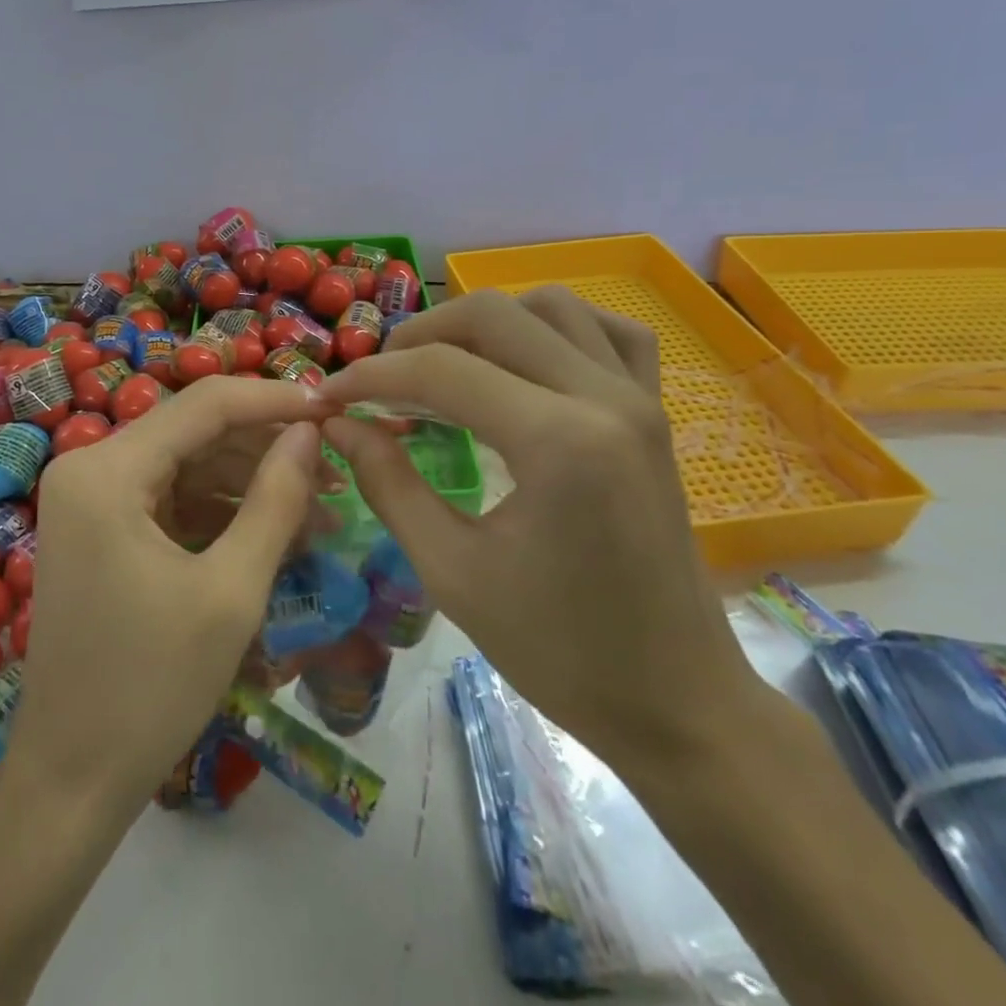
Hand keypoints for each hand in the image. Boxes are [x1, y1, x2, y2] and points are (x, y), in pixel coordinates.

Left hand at [8, 376, 328, 812]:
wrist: (72, 780)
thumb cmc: (152, 687)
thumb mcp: (232, 589)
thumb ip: (276, 499)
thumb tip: (311, 431)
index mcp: (106, 471)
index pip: (205, 404)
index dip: (274, 401)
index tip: (334, 411)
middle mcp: (89, 467)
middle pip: (195, 431)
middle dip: (267, 447)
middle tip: (335, 469)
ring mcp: (91, 499)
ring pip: (188, 463)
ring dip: (250, 482)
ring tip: (318, 509)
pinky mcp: (101, 529)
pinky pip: (172, 498)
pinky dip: (221, 510)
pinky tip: (274, 529)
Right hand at [319, 289, 763, 771]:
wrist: (676, 700)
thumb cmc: (560, 651)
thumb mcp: (453, 572)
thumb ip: (389, 484)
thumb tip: (338, 425)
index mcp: (558, 442)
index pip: (442, 370)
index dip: (372, 376)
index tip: (329, 396)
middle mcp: (603, 397)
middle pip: (493, 316)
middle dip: (419, 335)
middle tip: (379, 379)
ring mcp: (639, 397)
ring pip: (550, 306)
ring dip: (484, 321)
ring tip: (442, 363)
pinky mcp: (655, 411)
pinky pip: (609, 331)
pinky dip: (556, 326)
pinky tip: (526, 358)